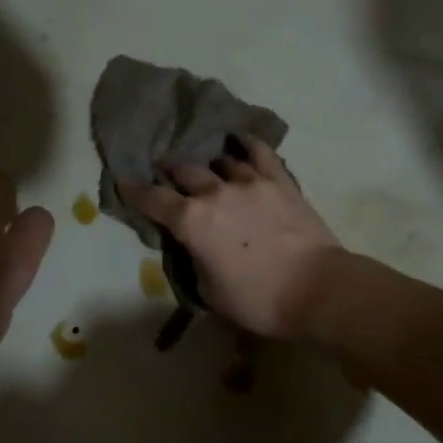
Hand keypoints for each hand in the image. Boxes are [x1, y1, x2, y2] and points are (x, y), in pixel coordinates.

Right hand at [123, 139, 343, 340]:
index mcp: (192, 222)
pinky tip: (242, 142)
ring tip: (208, 166)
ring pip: (221, 161)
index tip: (126, 183)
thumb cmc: (258, 300)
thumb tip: (195, 246)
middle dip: (171, 171)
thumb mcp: (209, 291)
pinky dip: (247, 145)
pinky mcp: (280, 182)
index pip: (154, 201)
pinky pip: (261, 153)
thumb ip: (195, 261)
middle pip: (185, 172)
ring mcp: (250, 182)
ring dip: (209, 164)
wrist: (316, 289)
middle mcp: (215, 193)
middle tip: (166, 170)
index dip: (136, 192)